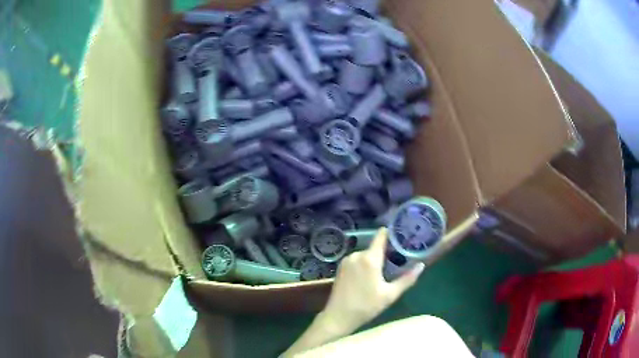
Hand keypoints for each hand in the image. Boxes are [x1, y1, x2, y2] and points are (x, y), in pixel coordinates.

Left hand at [319, 227, 424, 333]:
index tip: (401, 233)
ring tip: (385, 270)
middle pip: (374, 247)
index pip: (381, 236)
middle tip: (398, 259)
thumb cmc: (366, 306)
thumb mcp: (390, 294)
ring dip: (374, 259)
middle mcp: (356, 255)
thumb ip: (407, 279)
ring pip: (365, 254)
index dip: (391, 233)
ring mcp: (346, 260)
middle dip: (385, 251)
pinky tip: (370, 276)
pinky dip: (364, 264)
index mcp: (369, 258)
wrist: (338, 316)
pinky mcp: (340, 267)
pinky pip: (357, 260)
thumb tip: (421, 265)